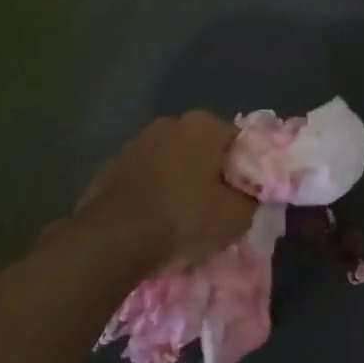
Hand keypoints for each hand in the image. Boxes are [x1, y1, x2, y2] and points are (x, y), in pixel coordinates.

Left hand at [74, 112, 256, 270]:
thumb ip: (252, 199)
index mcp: (204, 125)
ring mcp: (136, 142)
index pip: (238, 141)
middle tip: (217, 206)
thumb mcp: (237, 217)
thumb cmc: (184, 218)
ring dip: (180, 181)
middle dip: (211, 172)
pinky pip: (146, 178)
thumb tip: (251, 194)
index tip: (245, 195)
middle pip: (203, 148)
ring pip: (172, 162)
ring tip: (184, 217)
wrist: (113, 238)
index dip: (245, 169)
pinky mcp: (111, 166)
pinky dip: (154, 193)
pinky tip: (155, 221)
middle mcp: (170, 123)